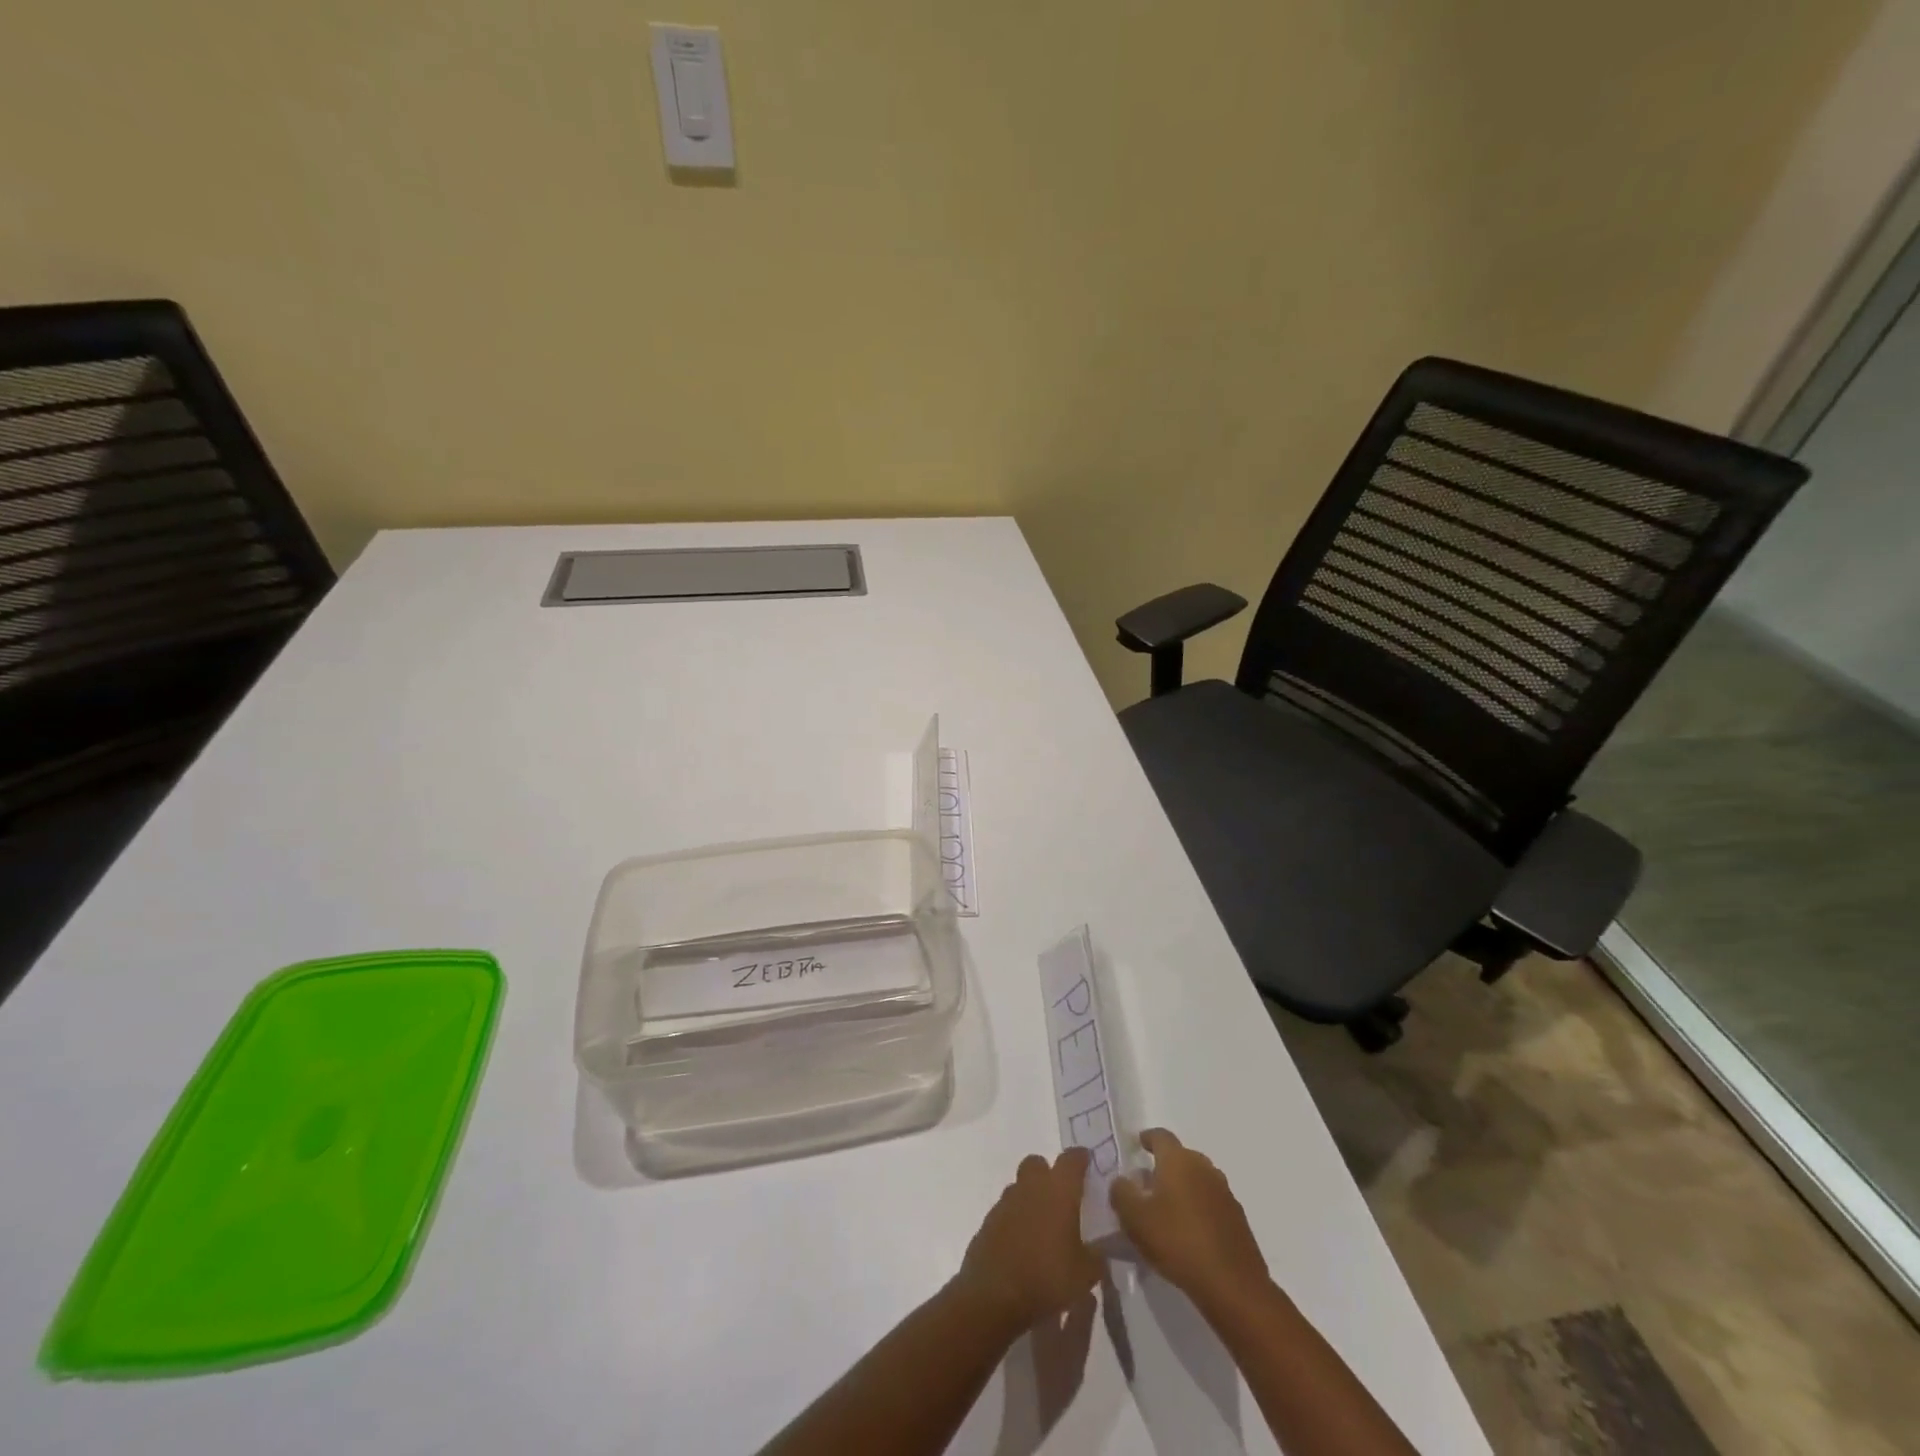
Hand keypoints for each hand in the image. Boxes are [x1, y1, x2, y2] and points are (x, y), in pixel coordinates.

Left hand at [955, 1149, 1102, 1331]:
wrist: (994, 1295)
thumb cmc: (1047, 1277)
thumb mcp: (1085, 1275)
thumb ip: (1096, 1257)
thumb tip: (1099, 1251)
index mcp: (1058, 1190)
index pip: (1072, 1159)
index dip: (1081, 1158)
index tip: (1088, 1163)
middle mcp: (1030, 1186)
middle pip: (1038, 1163)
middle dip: (1049, 1174)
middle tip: (1062, 1198)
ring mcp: (1006, 1202)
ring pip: (1020, 1186)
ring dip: (1031, 1197)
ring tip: (1043, 1226)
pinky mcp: (989, 1221)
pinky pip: (1006, 1211)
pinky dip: (1015, 1220)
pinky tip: (1023, 1244)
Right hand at [1109, 1129, 1269, 1312]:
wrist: (1233, 1286)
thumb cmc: (1178, 1242)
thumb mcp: (1135, 1219)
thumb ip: (1121, 1193)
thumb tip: (1121, 1181)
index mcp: (1178, 1160)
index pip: (1160, 1136)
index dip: (1147, 1138)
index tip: (1138, 1144)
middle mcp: (1204, 1167)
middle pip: (1181, 1157)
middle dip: (1164, 1166)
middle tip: (1147, 1185)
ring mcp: (1224, 1192)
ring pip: (1197, 1180)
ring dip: (1182, 1188)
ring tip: (1167, 1211)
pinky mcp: (1237, 1218)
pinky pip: (1211, 1203)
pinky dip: (1198, 1209)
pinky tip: (1189, 1232)